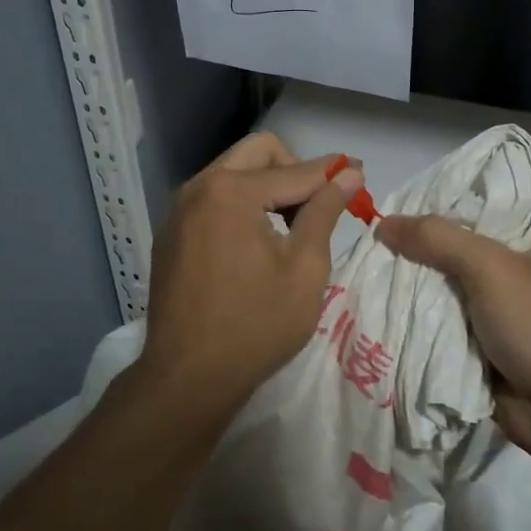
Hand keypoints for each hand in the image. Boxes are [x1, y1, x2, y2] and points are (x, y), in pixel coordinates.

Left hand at [137, 132, 361, 406]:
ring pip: (232, 173)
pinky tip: (254, 244)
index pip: (295, 170)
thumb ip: (324, 212)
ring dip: (266, 186)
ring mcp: (178, 210)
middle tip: (316, 205)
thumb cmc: (256, 325)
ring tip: (290, 228)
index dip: (333, 173)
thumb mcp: (304, 268)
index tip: (360, 175)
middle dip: (293, 169)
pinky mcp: (170, 233)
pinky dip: (240, 205)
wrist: (187, 377)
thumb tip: (348, 174)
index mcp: (231, 191)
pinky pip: (212, 199)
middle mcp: (199, 187)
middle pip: (257, 153)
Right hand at [375, 196, 530, 450]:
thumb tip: (383, 223)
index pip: (522, 186)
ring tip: (383, 247)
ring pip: (462, 270)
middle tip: (395, 213)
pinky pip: (454, 306)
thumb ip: (436, 238)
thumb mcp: (489, 266)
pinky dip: (429, 301)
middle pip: (480, 229)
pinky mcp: (494, 332)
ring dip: (428, 266)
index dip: (485, 179)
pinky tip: (392, 287)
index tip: (443, 178)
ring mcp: (512, 299)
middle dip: (440, 225)